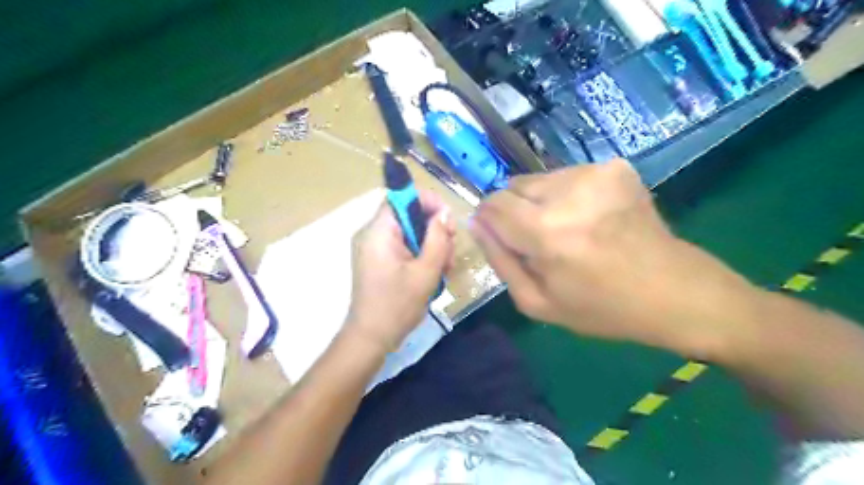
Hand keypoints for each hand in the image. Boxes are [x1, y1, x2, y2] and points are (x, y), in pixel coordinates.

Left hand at [345, 189, 454, 351]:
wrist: (371, 338)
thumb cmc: (397, 305)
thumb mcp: (425, 271)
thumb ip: (437, 239)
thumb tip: (444, 214)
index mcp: (379, 232)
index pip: (402, 197)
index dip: (428, 202)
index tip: (448, 221)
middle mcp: (374, 235)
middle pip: (409, 216)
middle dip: (434, 230)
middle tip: (450, 254)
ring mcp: (376, 249)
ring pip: (411, 233)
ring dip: (431, 246)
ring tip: (445, 269)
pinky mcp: (380, 262)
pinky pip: (405, 248)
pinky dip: (422, 256)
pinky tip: (434, 274)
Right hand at [469, 162, 756, 354]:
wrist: (673, 291)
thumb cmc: (601, 308)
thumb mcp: (537, 302)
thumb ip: (499, 260)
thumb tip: (476, 223)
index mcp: (546, 232)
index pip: (492, 204)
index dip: (491, 219)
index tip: (504, 237)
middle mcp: (568, 193)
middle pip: (513, 186)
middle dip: (516, 211)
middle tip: (542, 240)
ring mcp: (595, 173)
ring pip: (539, 179)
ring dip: (542, 201)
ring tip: (569, 229)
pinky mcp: (615, 167)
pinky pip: (568, 176)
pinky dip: (568, 194)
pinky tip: (591, 218)